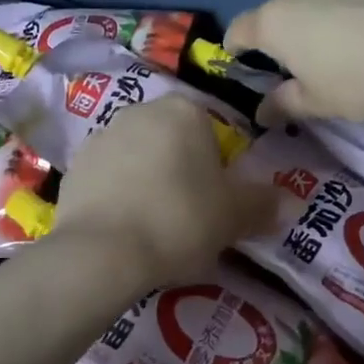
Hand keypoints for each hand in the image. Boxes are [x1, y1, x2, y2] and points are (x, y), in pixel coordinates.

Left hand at [54, 95, 279, 285]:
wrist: (102, 252)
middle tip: (190, 219)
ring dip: (150, 184)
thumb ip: (263, 205)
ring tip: (155, 228)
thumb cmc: (180, 220)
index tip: (217, 205)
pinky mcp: (74, 166)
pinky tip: (125, 230)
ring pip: (140, 160)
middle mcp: (140, 111)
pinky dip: (120, 197)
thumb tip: (290, 202)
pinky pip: (110, 179)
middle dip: (184, 174)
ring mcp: (101, 136)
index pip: (213, 134)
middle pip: (175, 143)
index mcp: (184, 111)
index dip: (220, 171)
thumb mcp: (234, 217)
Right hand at [225, 0, 363, 122]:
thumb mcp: (320, 102)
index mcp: (275, 22)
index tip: (240, 62)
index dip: (235, 48)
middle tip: (300, 69)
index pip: (239, 30)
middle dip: (283, 39)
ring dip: (319, 25)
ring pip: (316, 3)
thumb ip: (286, 105)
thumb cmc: (361, 75)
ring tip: (343, 54)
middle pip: (278, 14)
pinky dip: (351, 16)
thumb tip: (261, 112)